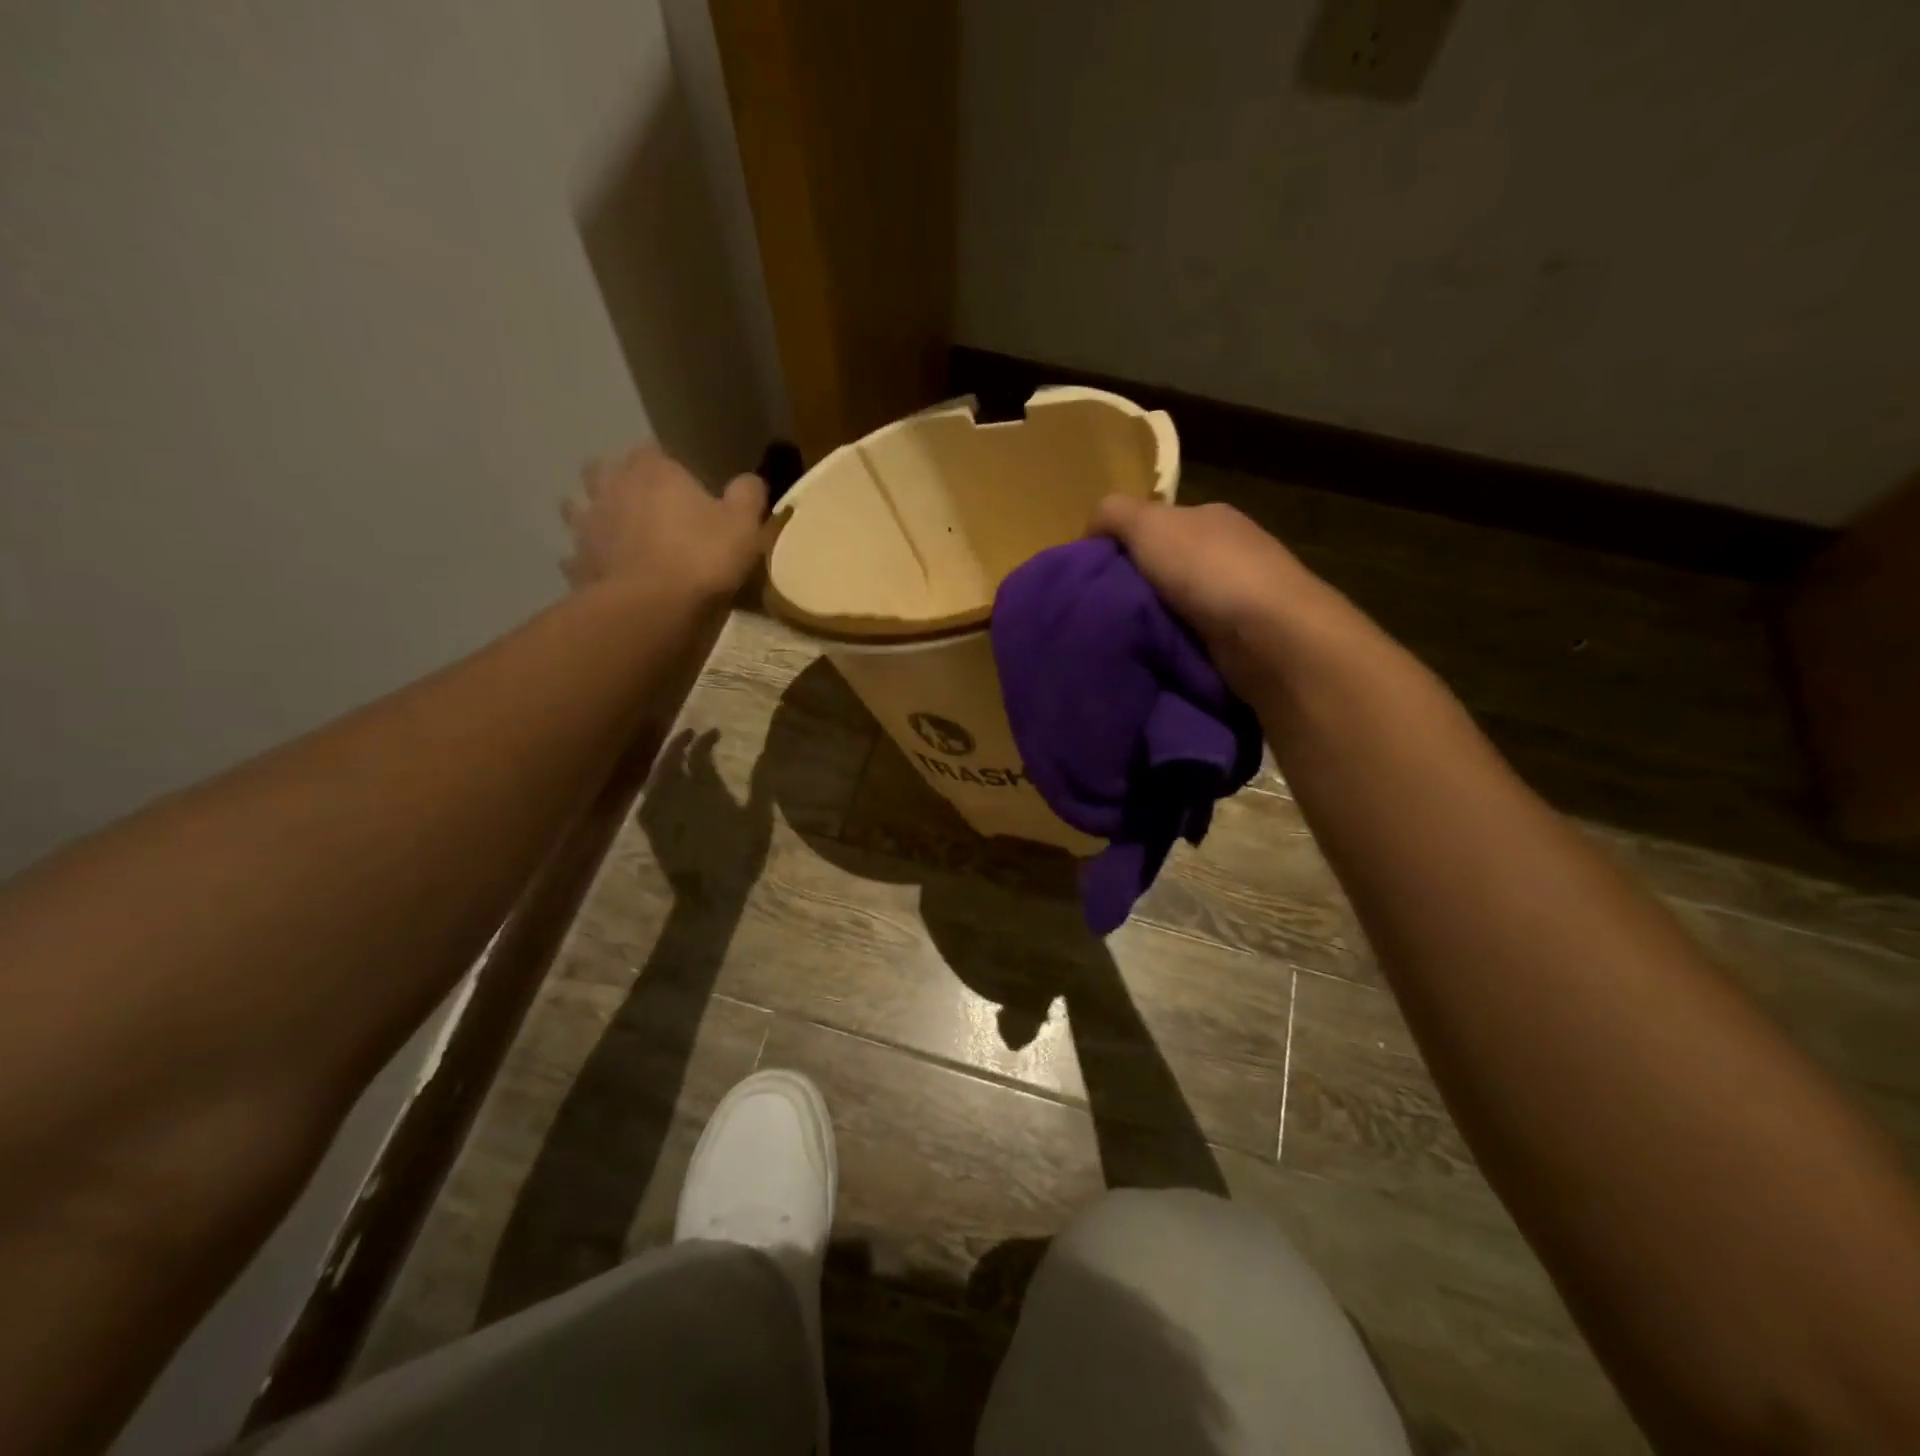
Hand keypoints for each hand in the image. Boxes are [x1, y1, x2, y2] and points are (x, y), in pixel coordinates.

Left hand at [561, 447, 766, 601]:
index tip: (682, 484)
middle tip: (644, 503)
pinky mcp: (575, 561)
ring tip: (617, 533)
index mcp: (653, 470)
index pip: (653, 450)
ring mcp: (586, 524)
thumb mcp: (744, 526)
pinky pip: (576, 553)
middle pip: (604, 468)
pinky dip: (587, 558)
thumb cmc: (702, 558)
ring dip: (594, 514)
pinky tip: (605, 570)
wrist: (651, 608)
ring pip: (578, 506)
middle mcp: (611, 486)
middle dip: (619, 480)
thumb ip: (748, 496)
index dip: (667, 466)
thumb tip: (750, 480)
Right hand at [1090, 495, 1362, 700]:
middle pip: (1165, 568)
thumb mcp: (1149, 524)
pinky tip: (1155, 660)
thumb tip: (1090, 530)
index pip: (1156, 526)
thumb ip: (1114, 515)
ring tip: (1121, 642)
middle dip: (1135, 589)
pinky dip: (1175, 648)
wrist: (1270, 637)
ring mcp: (1242, 599)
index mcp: (1210, 519)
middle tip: (1101, 613)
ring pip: (1179, 607)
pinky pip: (1195, 640)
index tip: (1092, 577)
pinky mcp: (1246, 641)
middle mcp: (1230, 553)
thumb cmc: (1208, 571)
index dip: (1121, 546)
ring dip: (1153, 623)